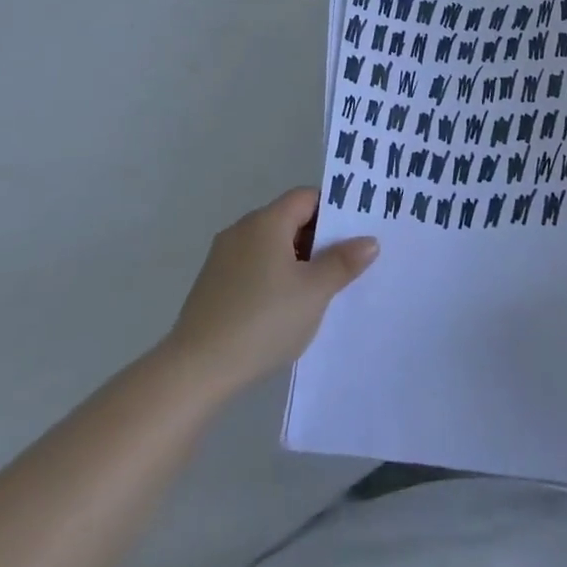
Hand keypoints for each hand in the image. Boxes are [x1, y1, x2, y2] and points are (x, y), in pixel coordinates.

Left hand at [164, 188, 378, 398]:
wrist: (196, 369)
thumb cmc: (263, 320)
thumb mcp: (314, 292)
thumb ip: (343, 262)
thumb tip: (369, 240)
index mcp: (267, 221)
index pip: (307, 197)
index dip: (334, 210)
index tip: (355, 234)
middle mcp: (242, 229)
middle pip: (288, 219)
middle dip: (318, 239)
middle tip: (345, 266)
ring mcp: (223, 257)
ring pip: (271, 245)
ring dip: (296, 261)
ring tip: (318, 291)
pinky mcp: (212, 284)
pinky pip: (253, 266)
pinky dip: (273, 277)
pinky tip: (283, 309)